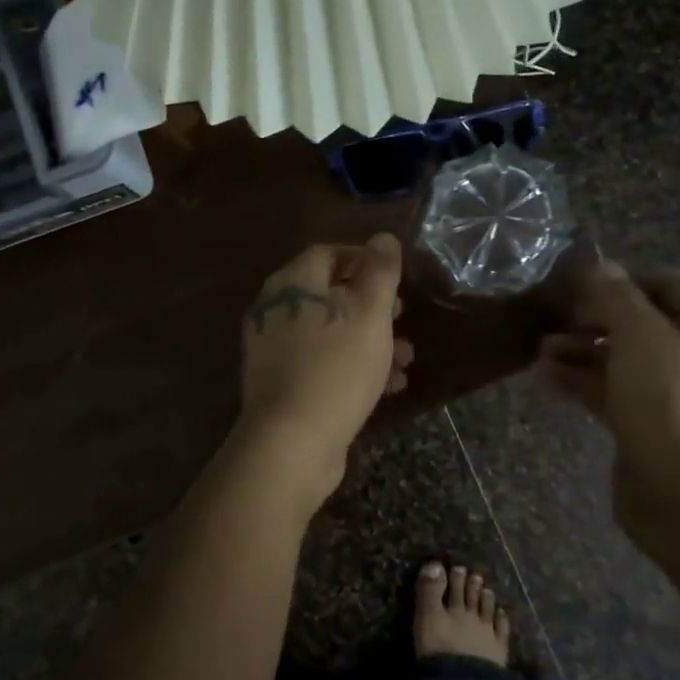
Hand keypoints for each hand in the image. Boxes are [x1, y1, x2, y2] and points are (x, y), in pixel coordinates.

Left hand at [236, 234, 413, 505]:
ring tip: (407, 359)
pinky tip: (389, 387)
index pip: (327, 253)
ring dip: (369, 340)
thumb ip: (380, 271)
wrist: (292, 441)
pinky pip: (321, 364)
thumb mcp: (370, 313)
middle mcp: (275, 310)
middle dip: (371, 305)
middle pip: (327, 294)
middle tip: (402, 315)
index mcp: (292, 283)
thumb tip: (383, 237)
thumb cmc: (337, 366)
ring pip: (329, 333)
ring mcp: (273, 350)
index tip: (394, 277)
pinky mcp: (280, 385)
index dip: (363, 259)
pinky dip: (352, 367)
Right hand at [539, 262, 679, 551]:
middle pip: (638, 325)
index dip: (623, 278)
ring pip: (618, 361)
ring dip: (579, 350)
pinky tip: (544, 377)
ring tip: (540, 348)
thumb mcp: (643, 339)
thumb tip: (600, 265)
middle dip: (594, 317)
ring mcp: (667, 398)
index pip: (665, 288)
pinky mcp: (643, 428)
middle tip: (553, 315)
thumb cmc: (670, 407)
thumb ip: (619, 299)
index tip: (578, 279)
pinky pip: (607, 394)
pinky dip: (578, 382)